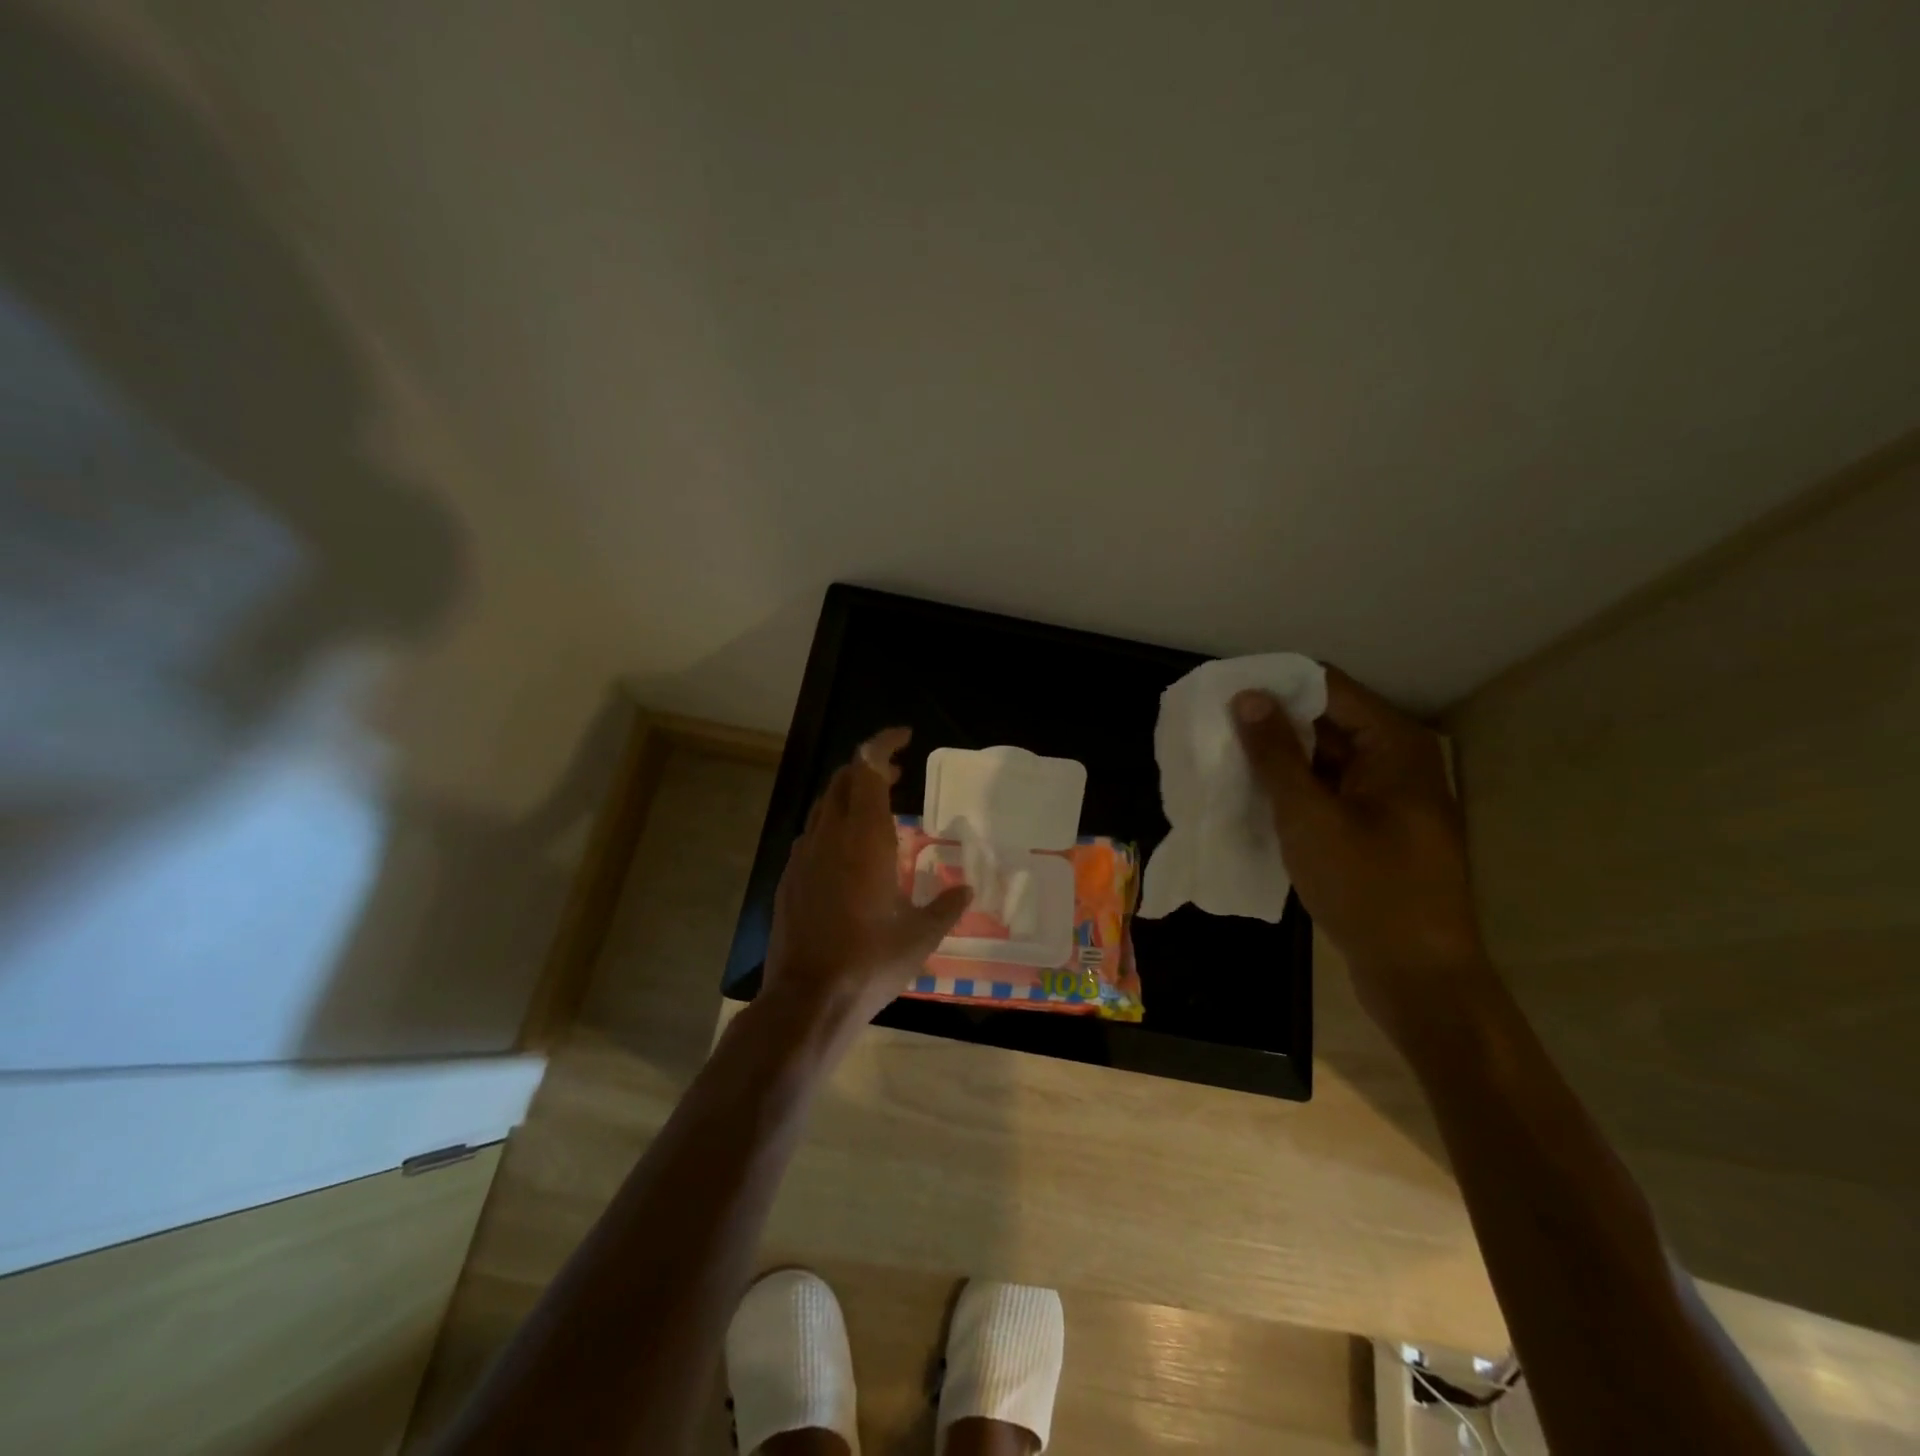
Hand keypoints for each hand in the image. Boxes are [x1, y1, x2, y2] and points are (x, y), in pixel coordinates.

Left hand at [764, 727, 972, 1028]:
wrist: (809, 998)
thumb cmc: (871, 961)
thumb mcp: (921, 935)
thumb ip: (947, 907)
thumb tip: (966, 890)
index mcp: (865, 837)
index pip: (867, 768)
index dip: (883, 743)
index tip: (905, 738)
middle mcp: (830, 836)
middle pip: (844, 779)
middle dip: (870, 767)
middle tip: (898, 775)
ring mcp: (804, 856)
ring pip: (825, 805)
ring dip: (851, 795)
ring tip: (878, 809)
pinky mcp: (789, 878)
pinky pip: (813, 834)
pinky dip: (834, 825)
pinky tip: (850, 852)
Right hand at [1232, 668, 1491, 1037]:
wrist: (1419, 977)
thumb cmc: (1367, 889)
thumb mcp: (1310, 818)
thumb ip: (1276, 754)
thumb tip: (1247, 697)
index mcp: (1395, 745)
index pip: (1327, 687)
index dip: (1275, 686)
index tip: (1224, 696)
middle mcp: (1398, 761)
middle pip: (1328, 720)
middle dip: (1273, 723)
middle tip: (1215, 730)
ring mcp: (1390, 798)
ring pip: (1325, 758)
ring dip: (1279, 759)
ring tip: (1223, 761)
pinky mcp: (1378, 829)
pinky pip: (1330, 791)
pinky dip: (1295, 790)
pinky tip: (1253, 798)